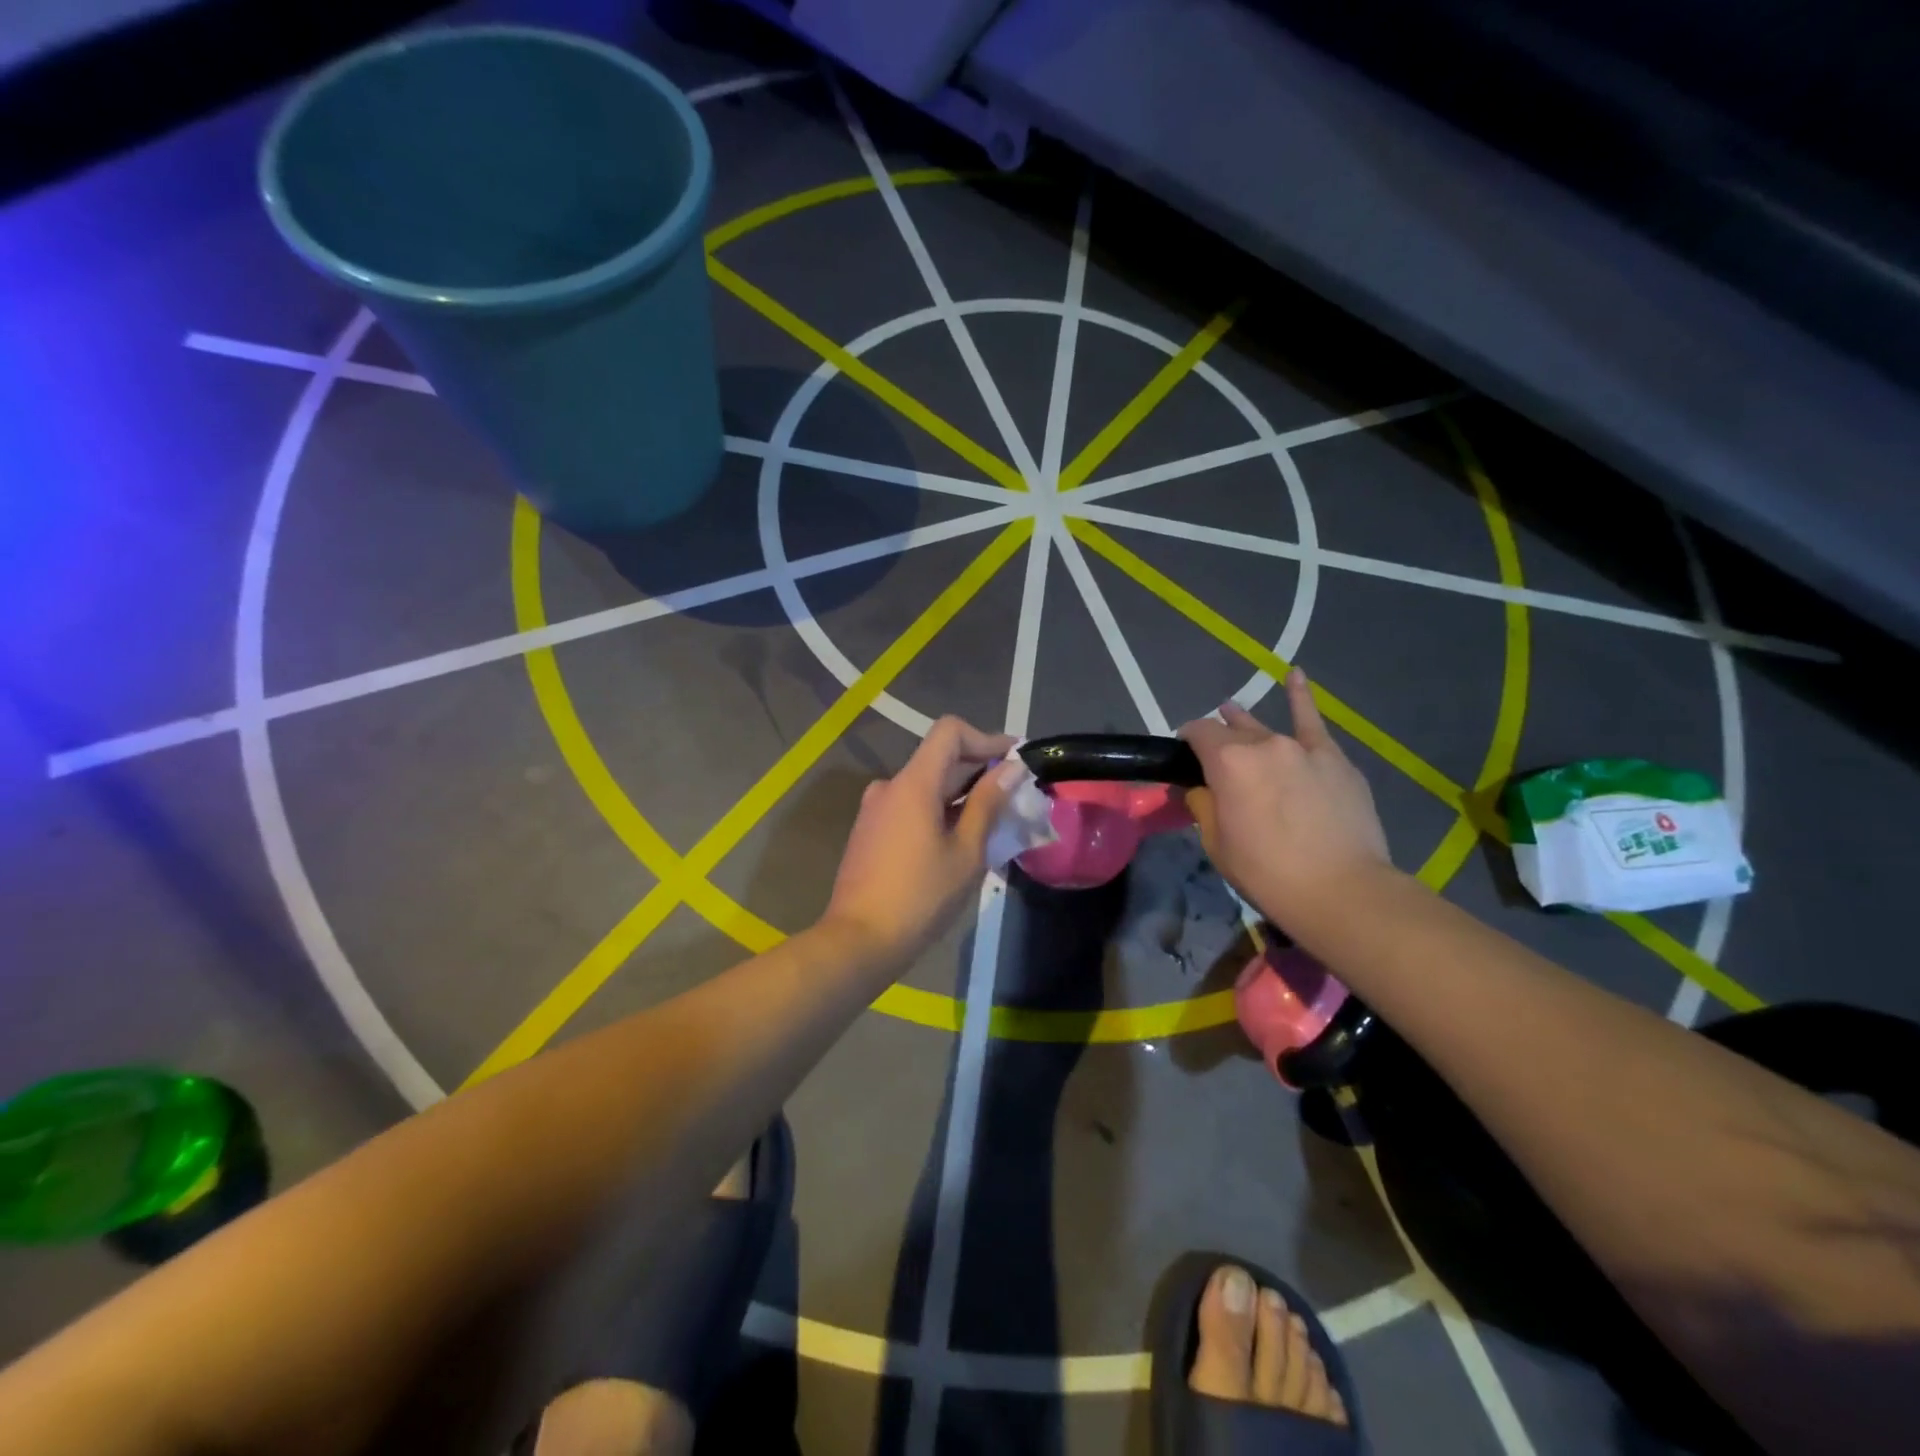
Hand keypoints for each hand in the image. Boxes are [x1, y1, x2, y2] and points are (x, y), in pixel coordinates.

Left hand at [821, 716, 1019, 968]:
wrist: (859, 940)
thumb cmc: (921, 897)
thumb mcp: (966, 851)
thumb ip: (988, 804)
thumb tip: (1011, 769)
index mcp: (913, 783)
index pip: (949, 731)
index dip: (986, 738)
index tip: (1013, 760)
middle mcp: (890, 786)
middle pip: (939, 758)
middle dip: (979, 770)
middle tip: (1014, 795)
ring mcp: (875, 809)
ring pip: (925, 786)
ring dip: (960, 795)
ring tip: (992, 824)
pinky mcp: (869, 832)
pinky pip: (910, 807)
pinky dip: (938, 811)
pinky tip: (958, 841)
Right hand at [1179, 670, 1392, 926]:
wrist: (1342, 890)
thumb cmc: (1267, 873)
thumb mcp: (1217, 844)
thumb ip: (1204, 806)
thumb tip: (1201, 789)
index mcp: (1228, 762)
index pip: (1197, 733)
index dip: (1186, 741)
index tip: (1183, 758)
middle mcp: (1263, 744)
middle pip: (1231, 730)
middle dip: (1217, 739)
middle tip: (1212, 760)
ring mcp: (1303, 748)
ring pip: (1266, 728)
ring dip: (1245, 724)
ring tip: (1233, 713)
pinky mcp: (1334, 759)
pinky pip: (1314, 721)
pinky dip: (1302, 697)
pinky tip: (1296, 675)